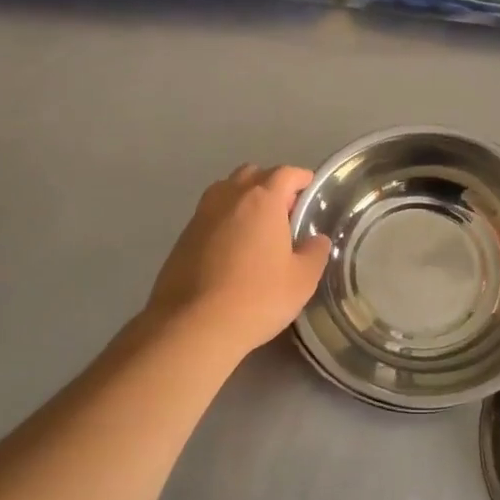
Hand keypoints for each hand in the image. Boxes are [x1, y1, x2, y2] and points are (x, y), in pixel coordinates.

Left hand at [146, 164, 330, 356]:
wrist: (192, 325)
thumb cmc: (257, 298)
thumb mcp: (301, 280)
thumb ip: (314, 253)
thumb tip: (317, 240)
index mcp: (262, 200)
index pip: (285, 173)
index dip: (301, 177)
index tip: (310, 188)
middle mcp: (229, 197)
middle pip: (252, 174)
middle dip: (271, 184)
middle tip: (285, 211)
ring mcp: (201, 215)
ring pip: (226, 191)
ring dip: (244, 199)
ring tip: (258, 227)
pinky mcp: (183, 236)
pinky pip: (210, 214)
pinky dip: (225, 220)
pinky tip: (233, 248)